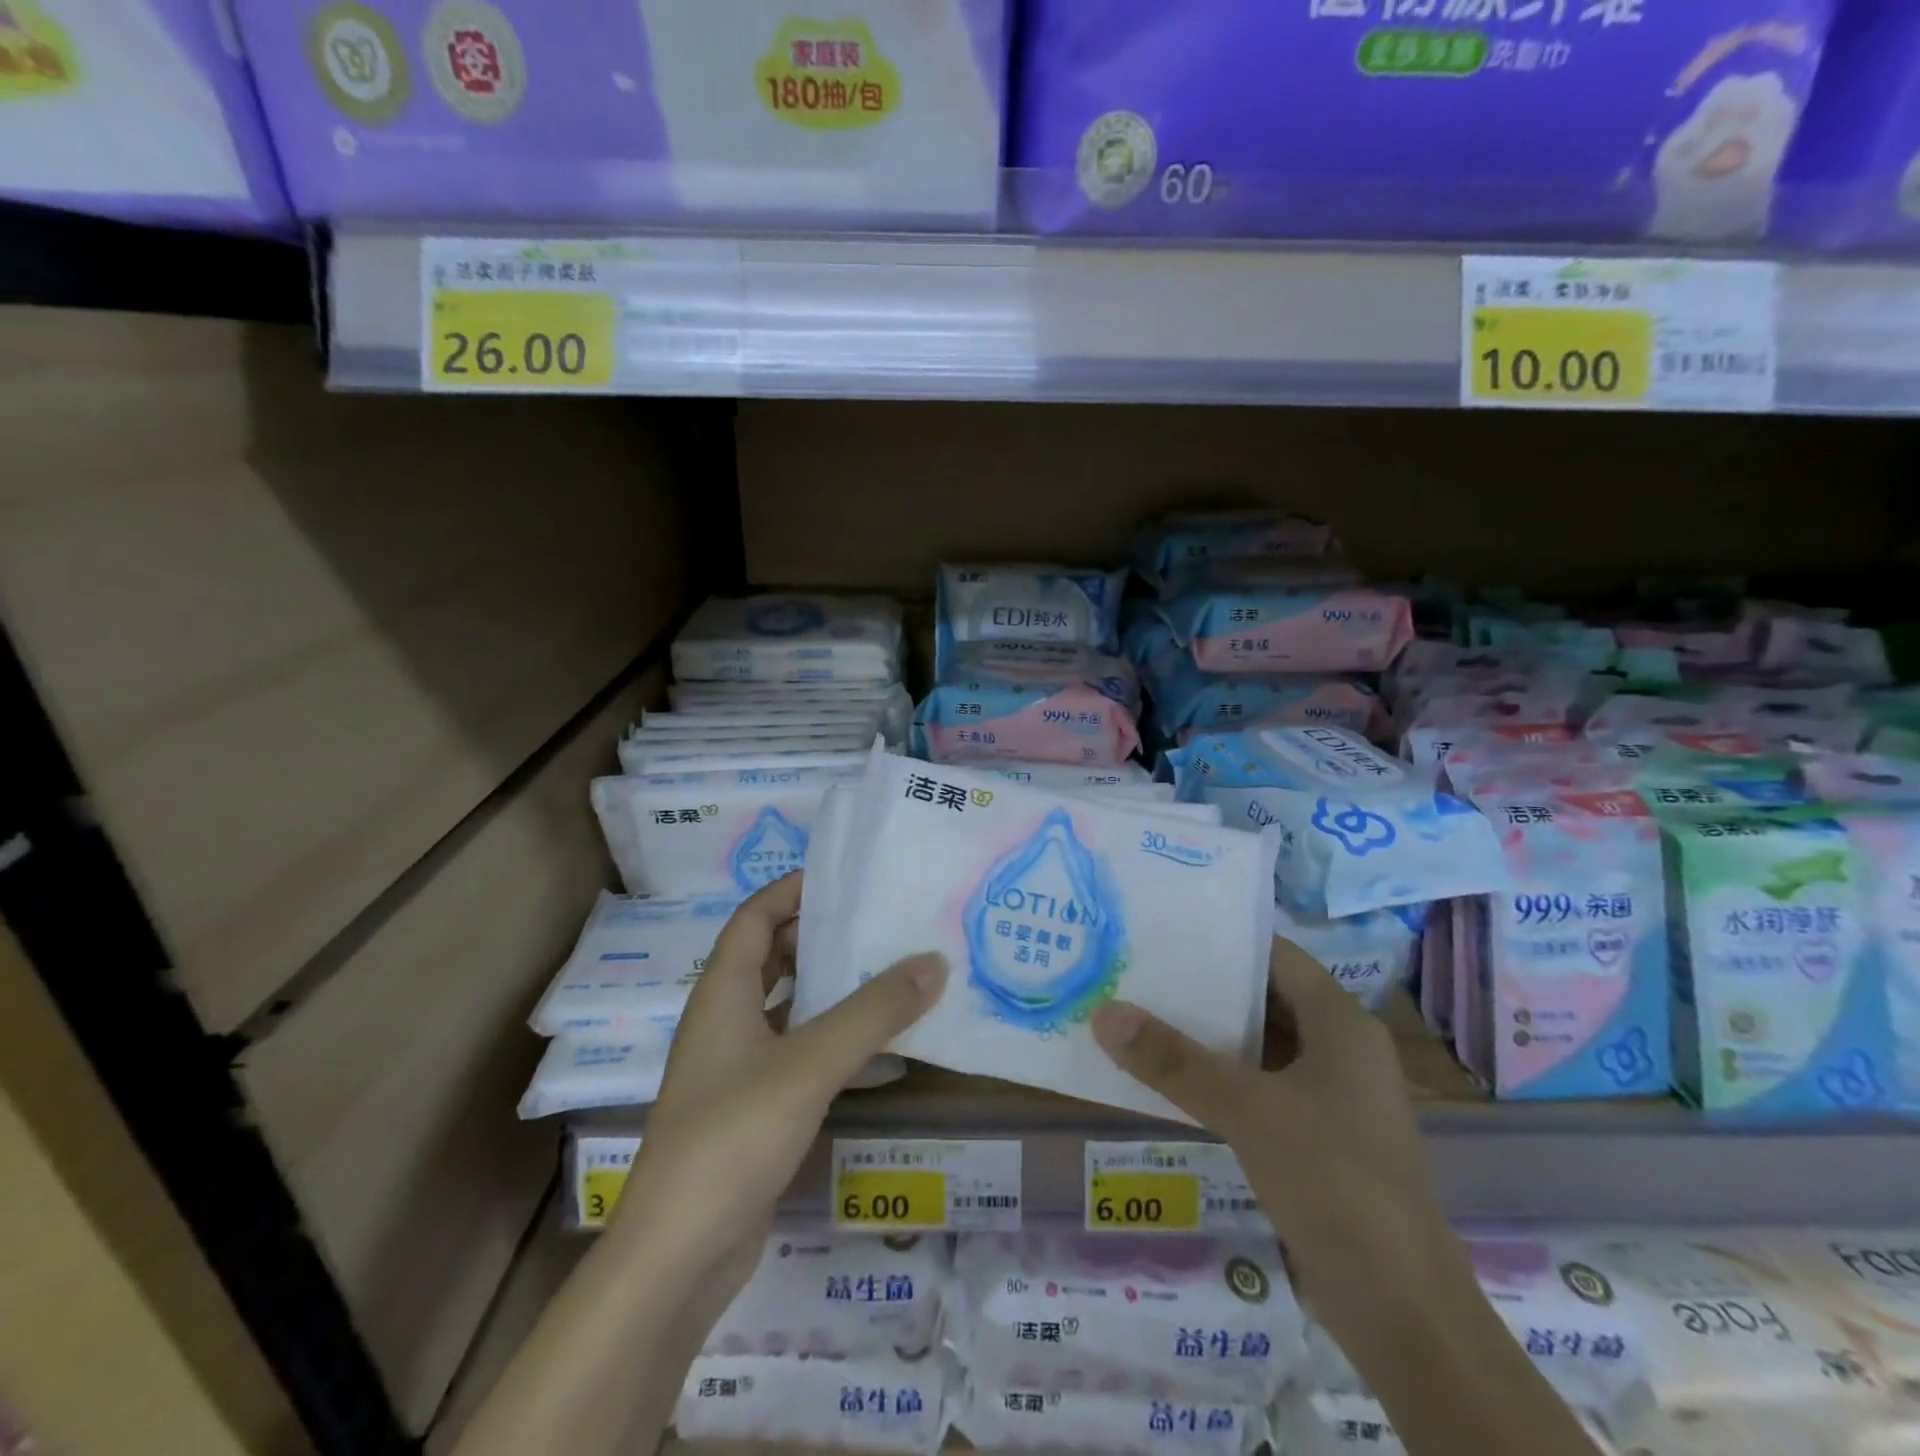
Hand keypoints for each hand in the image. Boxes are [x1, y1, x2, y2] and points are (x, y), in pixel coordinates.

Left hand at [612, 874, 946, 1303]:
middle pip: (771, 958)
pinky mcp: (753, 1110)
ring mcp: (736, 1069)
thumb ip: (873, 1013)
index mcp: (722, 994)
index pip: (754, 918)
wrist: (677, 1257)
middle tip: (878, 923)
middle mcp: (724, 1022)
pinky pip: (798, 1055)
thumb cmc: (733, 1136)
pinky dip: (833, 1041)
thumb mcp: (809, 1064)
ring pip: (787, 1008)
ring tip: (888, 973)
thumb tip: (934, 962)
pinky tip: (878, 1049)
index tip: (844, 878)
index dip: (791, 891)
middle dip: (819, 937)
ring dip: (830, 990)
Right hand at [1090, 937, 1467, 1356]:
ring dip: (1207, 1037)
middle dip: (1203, 989)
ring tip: (1140, 1017)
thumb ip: (1174, 1062)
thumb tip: (1105, 1014)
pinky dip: (1219, 1079)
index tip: (1162, 933)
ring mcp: (1331, 1095)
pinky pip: (1260, 1088)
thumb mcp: (1248, 1112)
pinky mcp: (1318, 1136)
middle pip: (1263, 998)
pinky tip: (1169, 1080)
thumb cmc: (1335, 1184)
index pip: (1275, 955)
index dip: (1221, 941)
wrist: (1403, 1312)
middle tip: (1137, 973)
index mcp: (1341, 1023)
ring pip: (1258, 1046)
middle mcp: (1340, 1048)